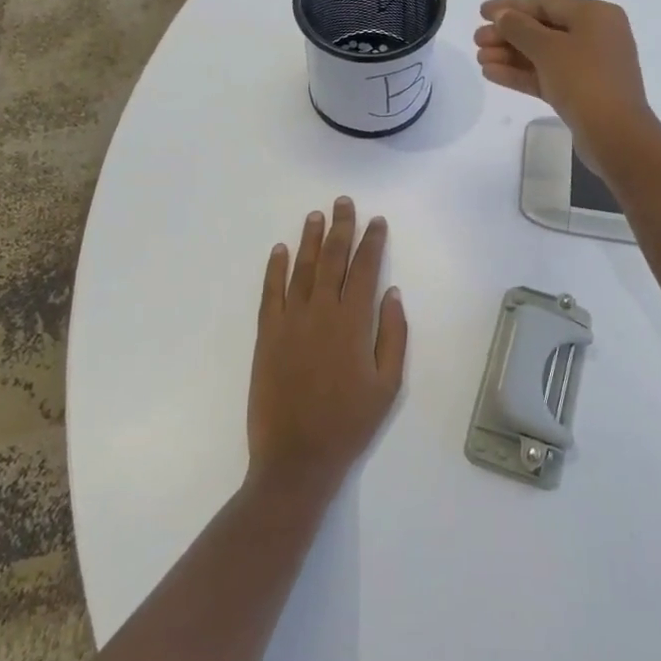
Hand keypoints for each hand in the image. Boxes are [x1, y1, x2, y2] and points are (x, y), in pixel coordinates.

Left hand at [248, 198, 407, 499]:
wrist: (296, 459)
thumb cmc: (349, 423)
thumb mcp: (388, 384)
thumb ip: (393, 334)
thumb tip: (391, 292)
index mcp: (353, 322)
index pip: (365, 269)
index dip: (372, 241)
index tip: (376, 221)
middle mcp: (321, 312)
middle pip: (332, 259)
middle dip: (340, 228)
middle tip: (343, 202)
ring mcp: (290, 322)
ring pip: (301, 269)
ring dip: (309, 239)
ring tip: (316, 215)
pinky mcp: (267, 336)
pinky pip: (270, 293)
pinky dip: (274, 269)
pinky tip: (279, 250)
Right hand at [474, 0, 660, 176]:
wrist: (615, 135)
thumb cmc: (584, 80)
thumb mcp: (548, 48)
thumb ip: (520, 28)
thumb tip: (503, 15)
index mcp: (596, 15)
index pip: (546, 3)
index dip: (511, 5)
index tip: (481, 12)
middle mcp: (596, 35)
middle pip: (544, 28)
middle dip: (508, 34)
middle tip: (476, 40)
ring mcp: (590, 66)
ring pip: (543, 54)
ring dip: (510, 55)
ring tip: (479, 59)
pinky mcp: (582, 92)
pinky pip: (547, 75)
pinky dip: (522, 73)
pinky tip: (491, 74)